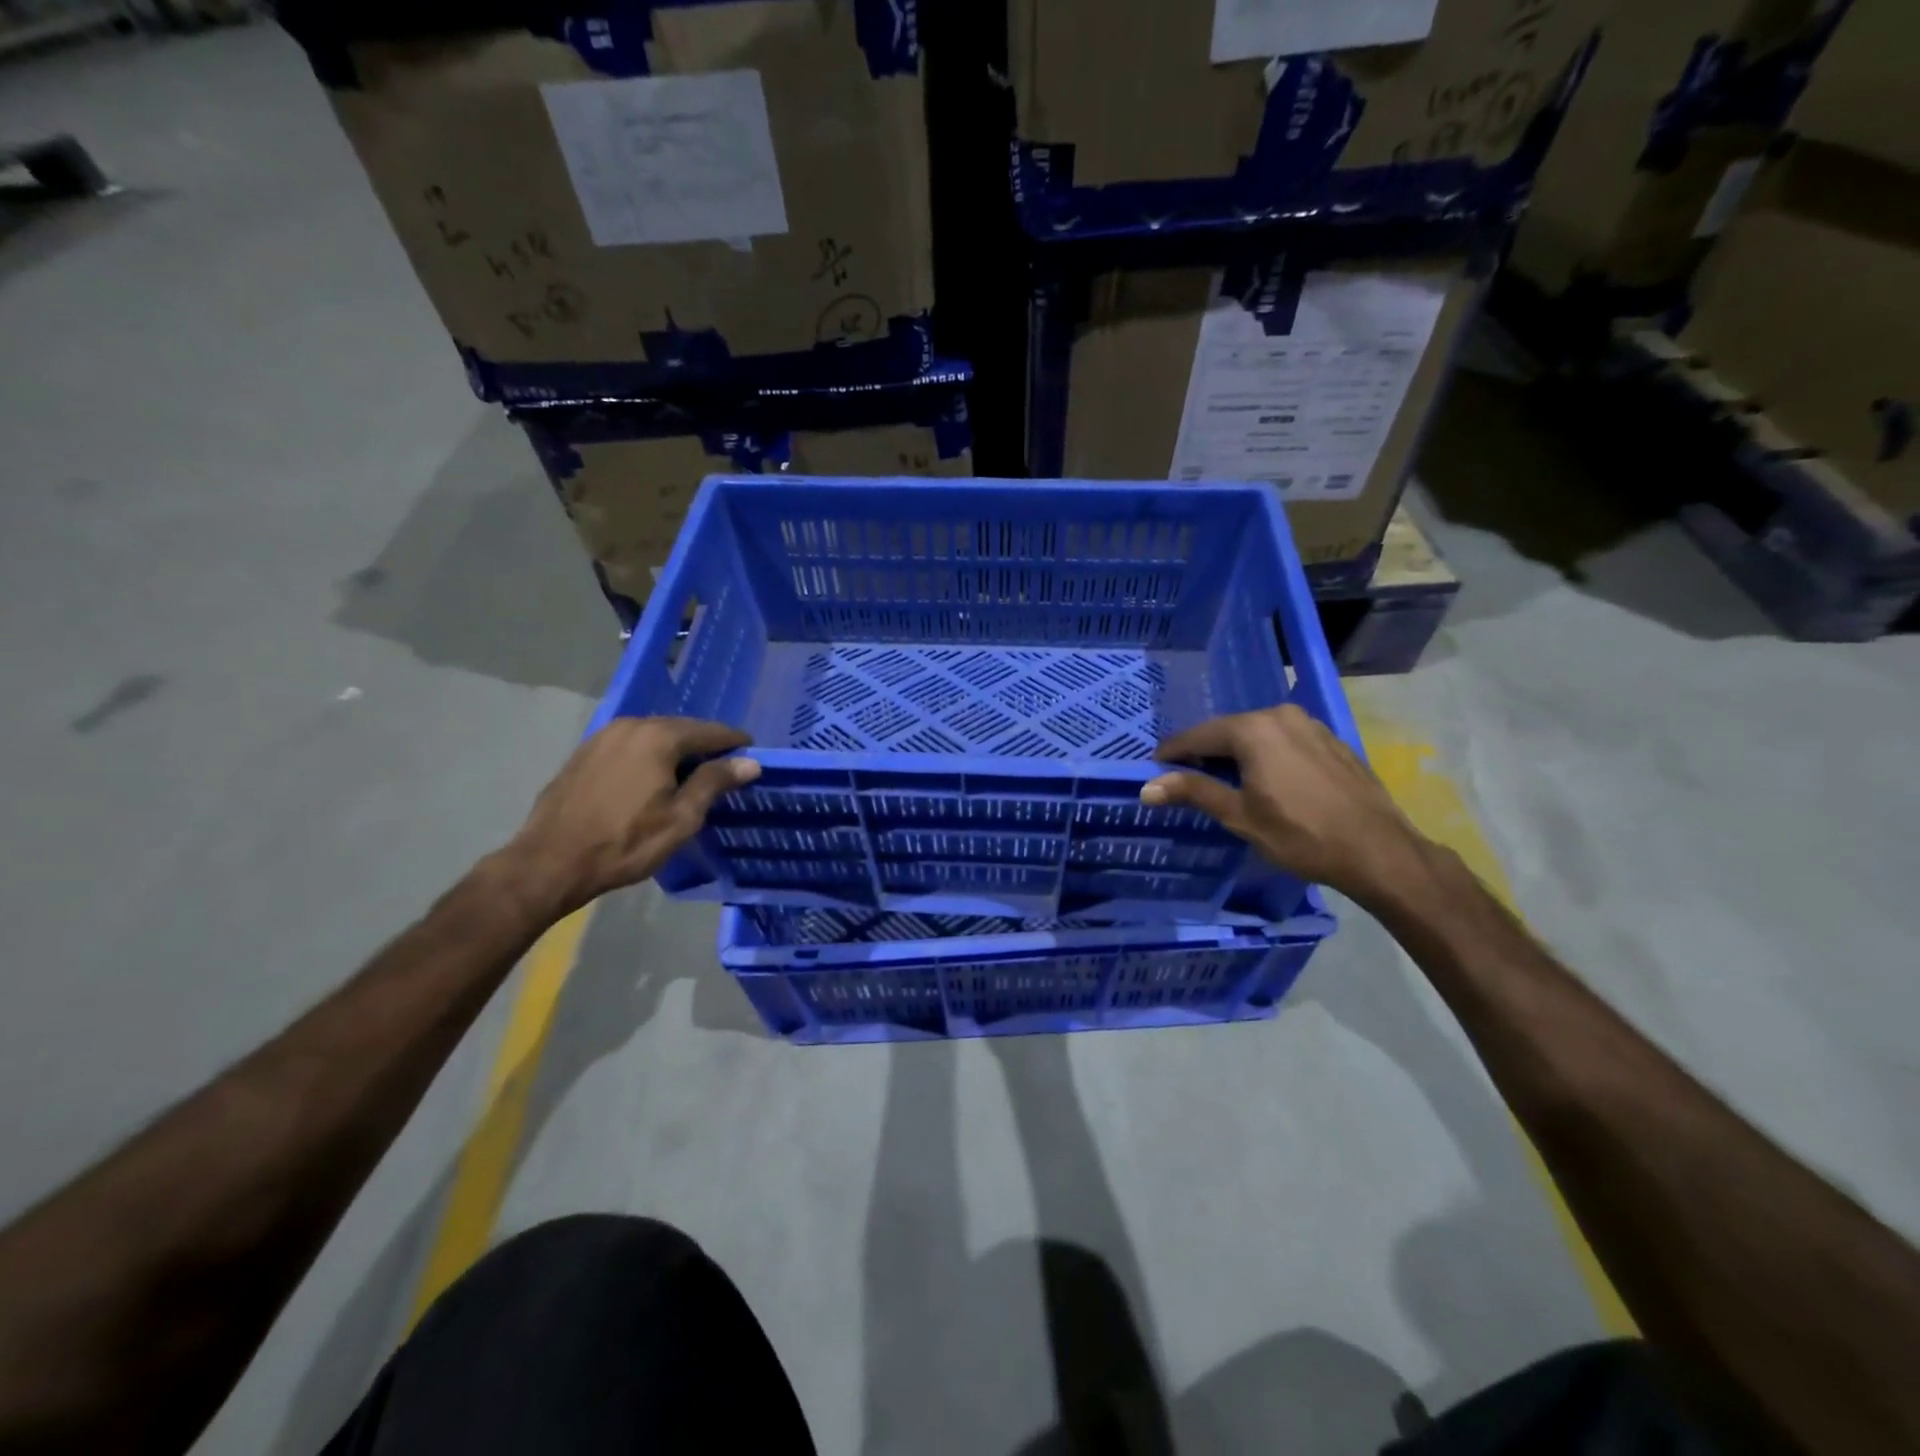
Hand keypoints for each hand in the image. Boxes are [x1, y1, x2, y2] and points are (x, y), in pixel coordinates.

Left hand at [491, 716, 758, 920]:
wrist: (550, 861)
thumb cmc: (626, 843)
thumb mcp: (681, 818)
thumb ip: (715, 782)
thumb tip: (749, 762)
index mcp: (659, 737)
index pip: (710, 732)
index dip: (735, 743)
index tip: (753, 757)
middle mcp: (632, 725)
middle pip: (681, 729)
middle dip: (705, 746)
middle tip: (725, 769)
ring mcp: (603, 737)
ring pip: (653, 736)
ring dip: (675, 751)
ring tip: (690, 776)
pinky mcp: (584, 753)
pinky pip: (630, 746)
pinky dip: (649, 757)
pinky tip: (652, 779)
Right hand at [1143, 705, 1426, 906]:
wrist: (1378, 850)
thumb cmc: (1301, 835)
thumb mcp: (1240, 816)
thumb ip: (1194, 792)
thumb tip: (1147, 787)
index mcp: (1253, 730)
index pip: (1198, 735)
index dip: (1173, 752)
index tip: (1154, 768)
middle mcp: (1280, 715)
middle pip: (1229, 730)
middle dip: (1205, 752)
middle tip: (1186, 778)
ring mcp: (1310, 725)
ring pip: (1258, 734)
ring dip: (1237, 753)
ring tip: (1225, 781)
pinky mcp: (1331, 741)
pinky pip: (1284, 740)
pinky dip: (1266, 755)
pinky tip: (1267, 780)